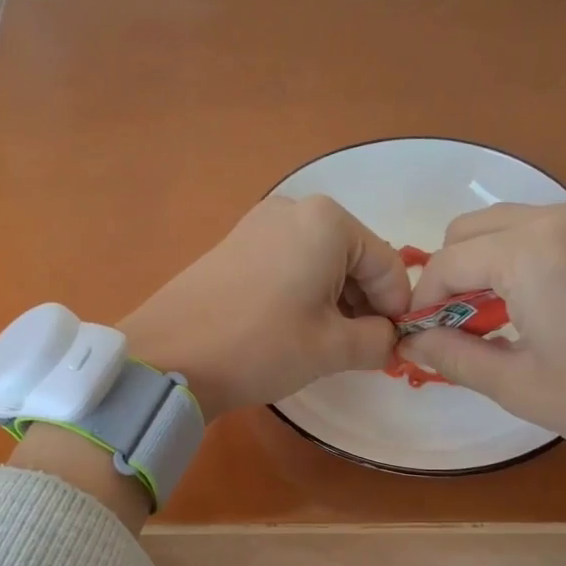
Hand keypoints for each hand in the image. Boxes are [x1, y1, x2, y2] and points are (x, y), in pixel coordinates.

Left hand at [118, 195, 409, 419]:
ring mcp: (259, 224)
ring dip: (333, 302)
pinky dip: (302, 295)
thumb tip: (390, 339)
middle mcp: (295, 209)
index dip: (396, 312)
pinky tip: (289, 330)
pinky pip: (289, 265)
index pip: (389, 267)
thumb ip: (378, 341)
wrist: (168, 356)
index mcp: (328, 221)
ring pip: (321, 263)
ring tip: (320, 345)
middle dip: (362, 305)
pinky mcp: (235, 245)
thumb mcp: (332, 348)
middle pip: (355, 259)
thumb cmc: (260, 346)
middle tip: (354, 351)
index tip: (389, 350)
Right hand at [399, 201, 565, 501]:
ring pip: (506, 227)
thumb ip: (452, 356)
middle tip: (452, 330)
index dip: (422, 302)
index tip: (415, 338)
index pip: (447, 263)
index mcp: (530, 251)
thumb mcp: (518, 385)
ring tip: (489, 323)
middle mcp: (558, 217)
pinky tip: (529, 308)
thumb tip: (409, 343)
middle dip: (450, 276)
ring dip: (482, 266)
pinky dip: (517, 261)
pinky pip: (542, 232)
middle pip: (471, 231)